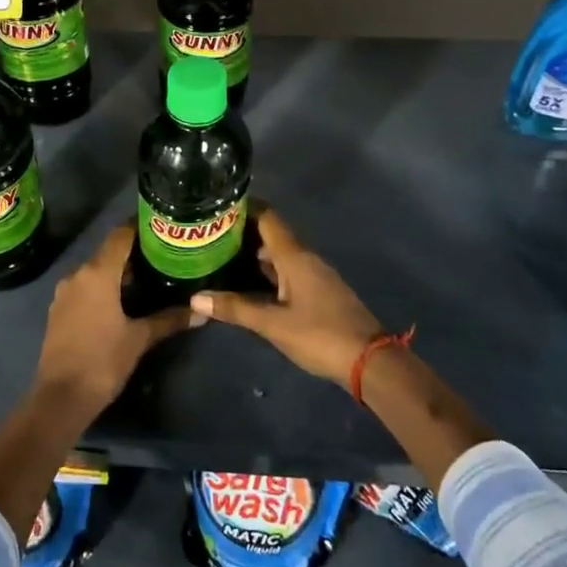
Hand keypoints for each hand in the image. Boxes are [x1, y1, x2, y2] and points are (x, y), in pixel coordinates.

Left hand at [36, 225, 196, 408]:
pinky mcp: (59, 310)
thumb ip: (169, 320)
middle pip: (108, 252)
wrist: (60, 398)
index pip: (120, 236)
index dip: (140, 226)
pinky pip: (85, 288)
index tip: (161, 224)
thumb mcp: (139, 339)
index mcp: (97, 273)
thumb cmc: (102, 361)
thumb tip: (202, 312)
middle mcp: (78, 275)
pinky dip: (103, 287)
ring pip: (95, 271)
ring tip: (148, 276)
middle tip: (163, 253)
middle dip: (134, 251)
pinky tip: (122, 300)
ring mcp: (64, 293)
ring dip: (118, 271)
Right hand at [190, 208, 384, 382]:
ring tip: (222, 255)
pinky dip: (268, 272)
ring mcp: (315, 276)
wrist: (369, 361)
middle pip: (272, 235)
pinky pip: (288, 272)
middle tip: (210, 234)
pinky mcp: (319, 293)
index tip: (217, 205)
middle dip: (243, 233)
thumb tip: (196, 298)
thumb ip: (236, 308)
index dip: (245, 208)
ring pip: (280, 255)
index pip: (268, 218)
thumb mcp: (273, 324)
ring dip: (255, 253)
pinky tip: (250, 283)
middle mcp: (306, 259)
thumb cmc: (320, 335)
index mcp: (295, 256)